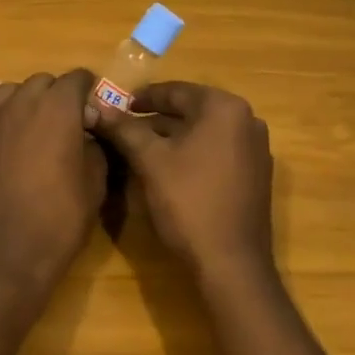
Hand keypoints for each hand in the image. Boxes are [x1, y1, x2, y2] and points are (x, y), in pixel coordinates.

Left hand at [0, 70, 105, 290]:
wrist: (0, 253)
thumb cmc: (57, 220)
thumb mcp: (94, 184)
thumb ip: (94, 147)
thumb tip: (87, 134)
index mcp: (58, 108)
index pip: (77, 78)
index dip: (88, 91)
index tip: (92, 112)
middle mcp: (21, 102)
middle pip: (42, 81)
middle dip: (56, 96)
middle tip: (65, 125)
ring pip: (11, 92)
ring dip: (26, 102)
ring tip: (32, 130)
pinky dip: (1, 117)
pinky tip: (7, 142)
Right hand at [87, 82, 274, 285]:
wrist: (230, 264)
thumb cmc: (188, 201)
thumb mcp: (149, 160)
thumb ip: (124, 129)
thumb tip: (98, 108)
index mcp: (224, 108)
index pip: (176, 91)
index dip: (143, 98)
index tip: (117, 106)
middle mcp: (247, 120)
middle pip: (191, 110)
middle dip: (156, 119)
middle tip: (124, 127)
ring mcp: (256, 149)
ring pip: (204, 132)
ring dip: (173, 137)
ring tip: (140, 147)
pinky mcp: (256, 175)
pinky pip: (218, 151)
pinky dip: (192, 153)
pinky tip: (168, 168)